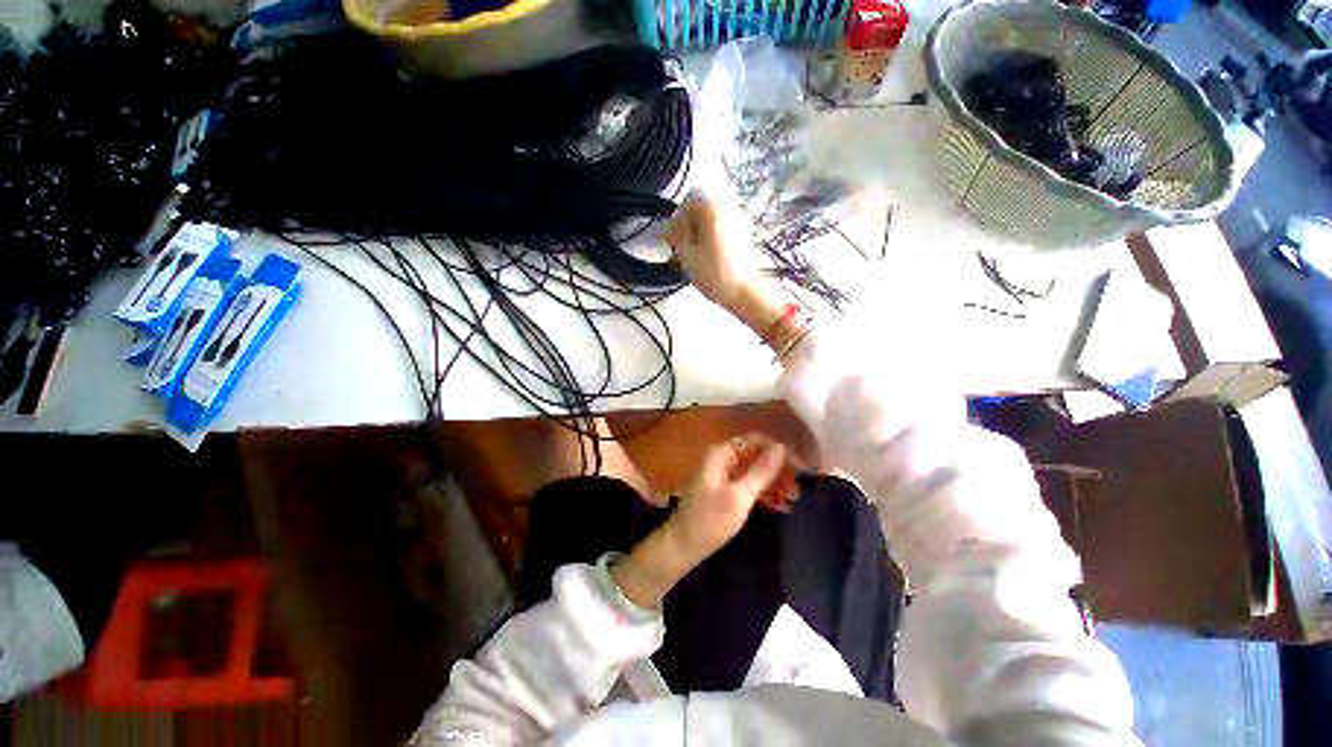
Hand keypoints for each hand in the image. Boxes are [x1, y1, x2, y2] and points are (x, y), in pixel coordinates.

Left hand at [611, 434, 793, 609]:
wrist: (682, 546)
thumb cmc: (710, 520)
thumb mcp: (739, 496)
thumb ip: (760, 471)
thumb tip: (780, 447)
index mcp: (721, 454)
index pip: (755, 440)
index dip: (777, 449)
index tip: (799, 463)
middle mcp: (721, 459)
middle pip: (755, 455)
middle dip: (777, 468)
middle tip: (798, 486)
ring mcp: (722, 474)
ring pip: (753, 470)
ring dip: (772, 481)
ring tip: (793, 497)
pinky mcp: (724, 490)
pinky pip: (747, 483)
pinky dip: (762, 491)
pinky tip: (779, 504)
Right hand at [666, 193, 762, 309]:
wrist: (744, 291)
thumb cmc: (713, 273)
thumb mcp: (687, 255)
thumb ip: (675, 235)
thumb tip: (667, 226)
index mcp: (713, 209)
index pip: (690, 198)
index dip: (679, 215)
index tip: (675, 235)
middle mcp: (728, 208)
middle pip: (702, 207)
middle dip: (690, 223)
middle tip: (683, 246)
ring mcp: (739, 221)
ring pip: (712, 219)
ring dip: (701, 231)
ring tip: (696, 254)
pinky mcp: (744, 235)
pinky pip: (722, 228)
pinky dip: (712, 237)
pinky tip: (709, 257)